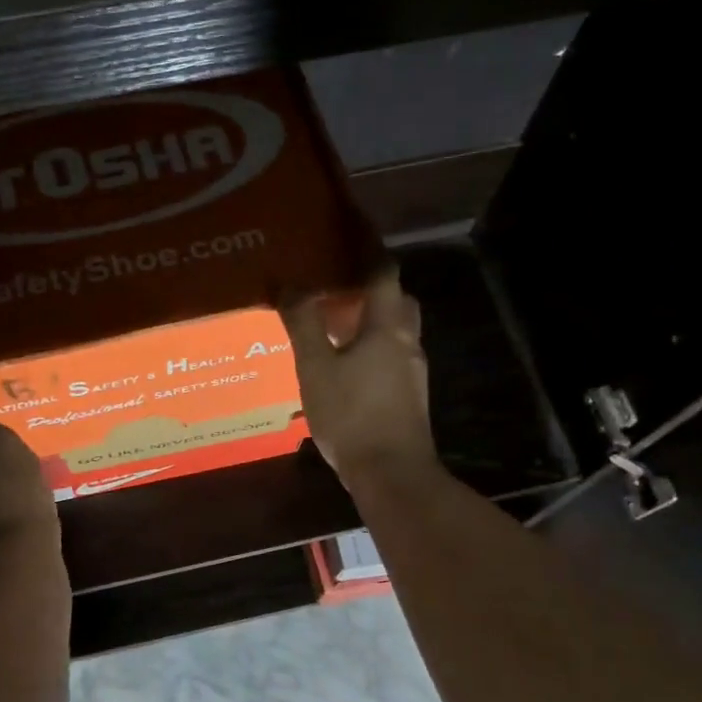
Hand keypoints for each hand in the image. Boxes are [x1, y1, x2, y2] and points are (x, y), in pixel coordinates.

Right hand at [281, 264, 440, 491]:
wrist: (392, 475)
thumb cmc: (352, 415)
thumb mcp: (316, 368)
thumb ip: (303, 324)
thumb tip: (289, 284)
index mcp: (388, 327)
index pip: (383, 272)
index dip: (368, 247)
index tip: (352, 226)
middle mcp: (407, 343)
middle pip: (396, 300)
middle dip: (373, 284)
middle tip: (339, 279)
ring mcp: (411, 372)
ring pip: (396, 330)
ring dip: (372, 317)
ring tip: (335, 318)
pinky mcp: (408, 395)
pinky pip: (390, 354)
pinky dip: (371, 345)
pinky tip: (344, 361)